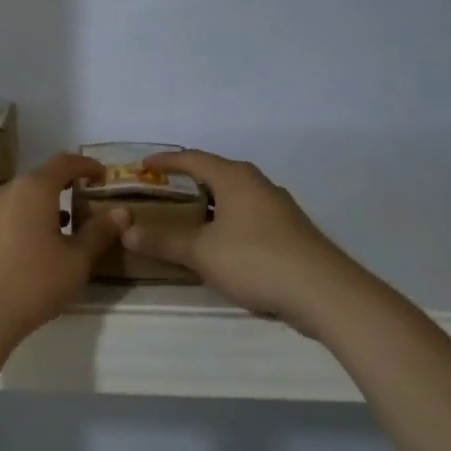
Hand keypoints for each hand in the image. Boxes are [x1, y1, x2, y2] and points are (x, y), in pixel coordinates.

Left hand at [0, 154, 123, 363]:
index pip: (64, 162)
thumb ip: (99, 232)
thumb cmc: (34, 282)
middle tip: (91, 200)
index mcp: (34, 188)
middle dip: (68, 184)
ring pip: (26, 195)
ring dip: (49, 202)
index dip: (87, 165)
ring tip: (71, 224)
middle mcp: (8, 190)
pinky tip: (44, 242)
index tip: (105, 176)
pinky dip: (32, 216)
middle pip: (43, 177)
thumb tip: (122, 212)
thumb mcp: (77, 260)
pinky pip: (12, 211)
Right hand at [119, 150, 369, 331]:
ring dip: (209, 202)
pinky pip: (249, 214)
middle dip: (188, 180)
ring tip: (186, 217)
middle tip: (161, 191)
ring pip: (235, 195)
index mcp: (235, 178)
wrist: (324, 292)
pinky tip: (220, 243)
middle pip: (216, 173)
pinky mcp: (290, 230)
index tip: (142, 166)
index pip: (193, 158)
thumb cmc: (256, 260)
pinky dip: (227, 220)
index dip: (166, 162)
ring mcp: (278, 207)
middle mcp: (257, 184)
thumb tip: (126, 231)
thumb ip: (164, 241)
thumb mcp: (201, 252)